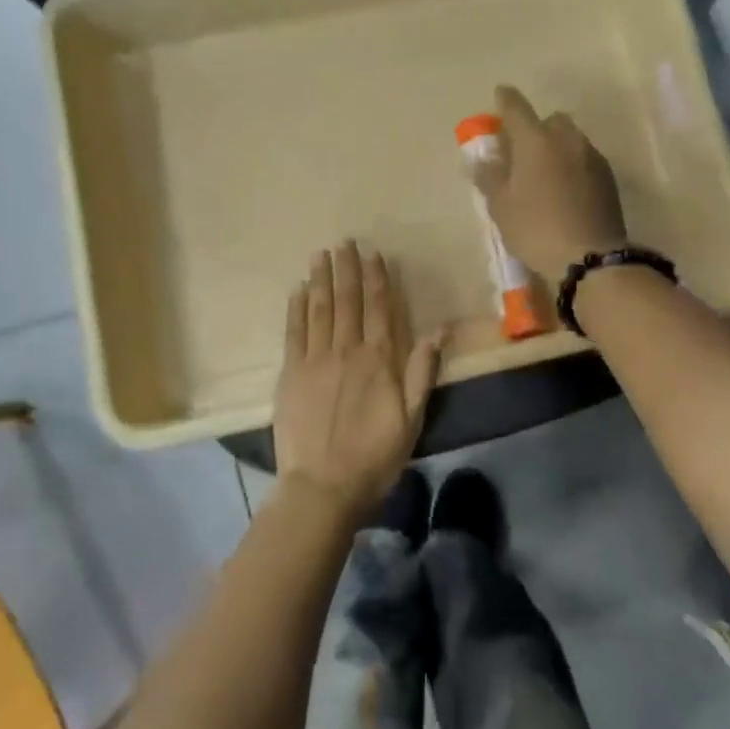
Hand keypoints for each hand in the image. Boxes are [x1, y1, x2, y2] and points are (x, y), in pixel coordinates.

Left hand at [273, 242, 443, 520]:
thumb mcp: (412, 418)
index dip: (377, 279)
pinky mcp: (290, 374)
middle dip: (347, 269)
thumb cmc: (375, 456)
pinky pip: (294, 332)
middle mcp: (347, 350)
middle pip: (347, 301)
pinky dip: (296, 308)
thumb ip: (422, 372)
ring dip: (321, 280)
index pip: (379, 309)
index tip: (373, 255)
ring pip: (319, 309)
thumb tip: (439, 330)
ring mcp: (315, 360)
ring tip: (321, 255)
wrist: (323, 486)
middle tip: (344, 242)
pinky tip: (298, 290)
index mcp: (379, 360)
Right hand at [471, 85, 626, 280]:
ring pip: (571, 139)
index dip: (505, 100)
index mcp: (536, 140)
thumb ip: (490, 176)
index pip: (516, 108)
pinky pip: (585, 159)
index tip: (500, 94)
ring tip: (544, 173)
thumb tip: (483, 159)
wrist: (589, 258)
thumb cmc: (535, 228)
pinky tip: (565, 189)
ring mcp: (592, 157)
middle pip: (550, 120)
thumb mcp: (501, 206)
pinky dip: (572, 165)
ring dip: (556, 147)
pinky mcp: (608, 178)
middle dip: (536, 128)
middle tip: (521, 150)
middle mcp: (567, 139)